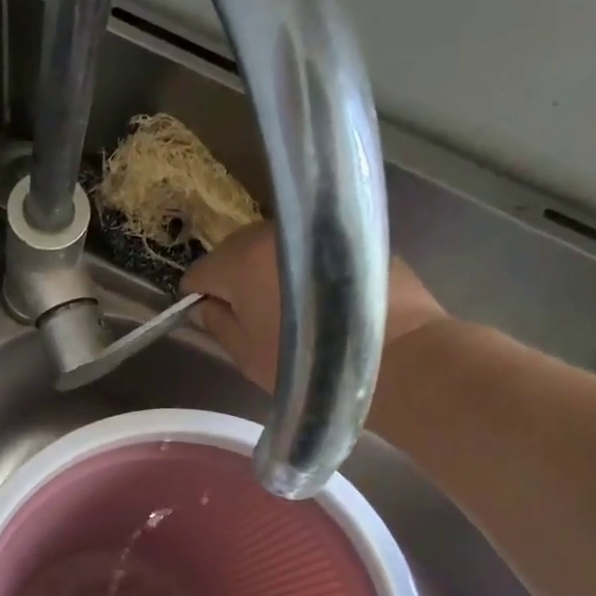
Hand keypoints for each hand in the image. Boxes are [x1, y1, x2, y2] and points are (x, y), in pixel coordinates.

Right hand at [183, 222, 448, 393]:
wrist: (398, 356)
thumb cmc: (309, 364)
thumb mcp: (248, 356)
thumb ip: (218, 325)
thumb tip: (203, 308)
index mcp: (240, 263)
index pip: (199, 272)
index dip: (197, 297)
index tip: (208, 318)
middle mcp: (274, 235)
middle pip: (235, 252)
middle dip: (234, 279)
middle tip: (247, 315)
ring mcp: (316, 231)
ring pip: (274, 248)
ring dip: (270, 270)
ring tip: (284, 306)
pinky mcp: (353, 237)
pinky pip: (311, 250)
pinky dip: (305, 268)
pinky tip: (320, 299)